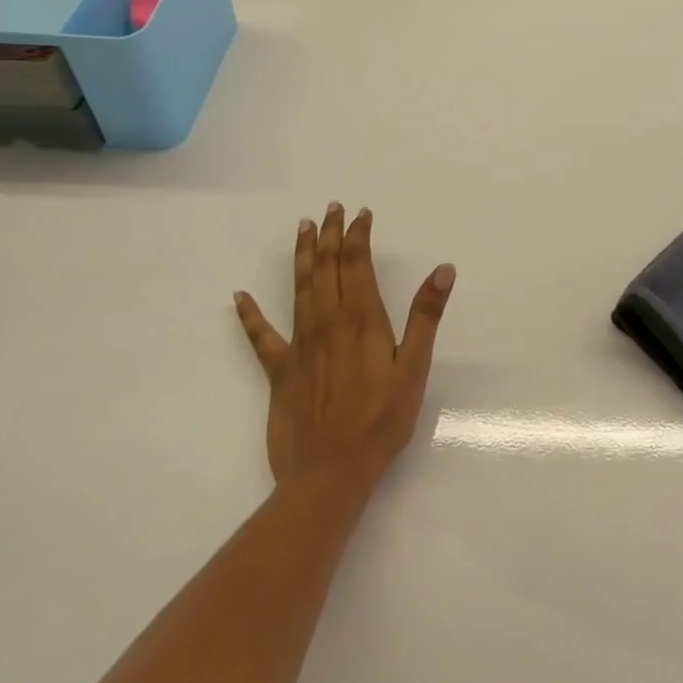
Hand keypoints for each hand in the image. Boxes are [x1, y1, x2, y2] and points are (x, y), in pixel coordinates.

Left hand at [234, 203, 454, 490]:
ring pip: (299, 288)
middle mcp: (327, 322)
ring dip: (303, 255)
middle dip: (331, 235)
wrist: (330, 473)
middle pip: (327, 267)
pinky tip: (238, 297)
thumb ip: (426, 316)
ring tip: (303, 228)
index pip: (357, 263)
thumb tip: (443, 269)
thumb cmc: (381, 421)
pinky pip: (261, 337)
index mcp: (361, 319)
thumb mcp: (414, 368)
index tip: (361, 213)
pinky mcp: (280, 371)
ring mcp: (300, 344)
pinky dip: (249, 316)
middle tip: (331, 208)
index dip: (358, 235)